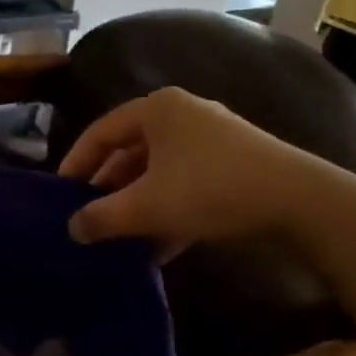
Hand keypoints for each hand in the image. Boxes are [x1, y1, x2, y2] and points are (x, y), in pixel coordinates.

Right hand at [58, 88, 308, 250]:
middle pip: (131, 151)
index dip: (76, 162)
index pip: (101, 132)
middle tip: (89, 217)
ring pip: (160, 170)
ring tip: (120, 236)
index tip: (59, 193)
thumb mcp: (147, 206)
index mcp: (156, 109)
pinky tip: (160, 246)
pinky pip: (187, 181)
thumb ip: (103, 217)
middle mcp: (182, 113)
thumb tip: (72, 228)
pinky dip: (169, 208)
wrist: (296, 199)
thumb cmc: (209, 189)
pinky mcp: (234, 161)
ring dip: (139, 203)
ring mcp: (212, 136)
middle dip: (109, 188)